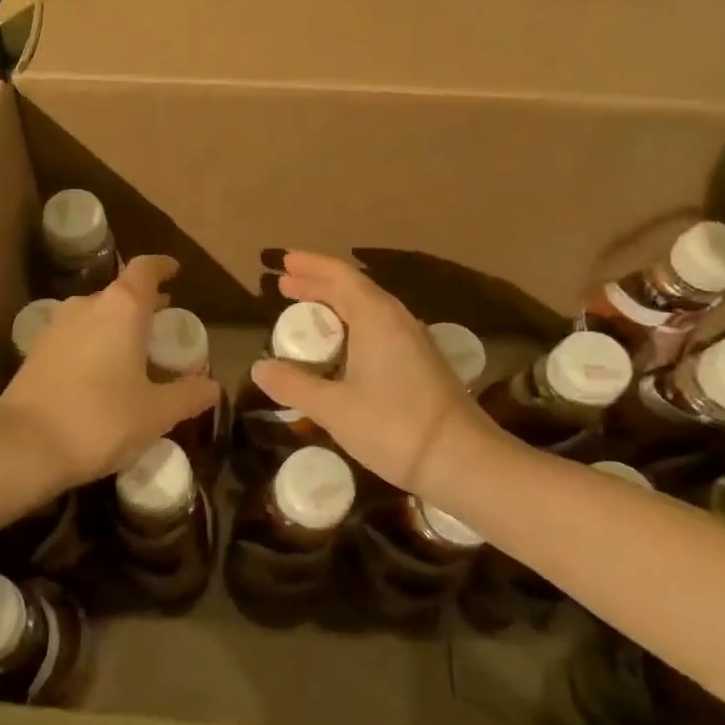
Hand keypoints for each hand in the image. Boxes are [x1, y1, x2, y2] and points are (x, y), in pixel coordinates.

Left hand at [0, 255, 219, 489]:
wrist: (23, 446)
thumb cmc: (101, 420)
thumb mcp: (156, 413)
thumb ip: (188, 395)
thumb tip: (212, 387)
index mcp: (122, 308)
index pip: (145, 269)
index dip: (162, 267)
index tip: (175, 272)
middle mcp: (87, 305)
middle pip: (121, 293)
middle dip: (145, 306)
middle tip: (165, 328)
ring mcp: (57, 325)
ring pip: (97, 315)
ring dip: (118, 327)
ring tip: (136, 354)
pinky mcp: (37, 350)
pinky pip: (77, 336)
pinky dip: (95, 344)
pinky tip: (103, 375)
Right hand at [251, 251, 505, 500]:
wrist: (464, 461)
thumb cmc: (394, 427)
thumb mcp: (333, 408)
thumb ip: (294, 384)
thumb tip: (259, 368)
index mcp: (376, 317)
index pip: (339, 276)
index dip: (310, 266)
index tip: (284, 262)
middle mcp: (397, 320)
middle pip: (354, 289)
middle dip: (318, 284)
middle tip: (285, 286)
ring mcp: (414, 342)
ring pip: (369, 309)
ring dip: (336, 305)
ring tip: (308, 314)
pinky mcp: (422, 364)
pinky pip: (379, 329)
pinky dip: (352, 326)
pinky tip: (342, 348)